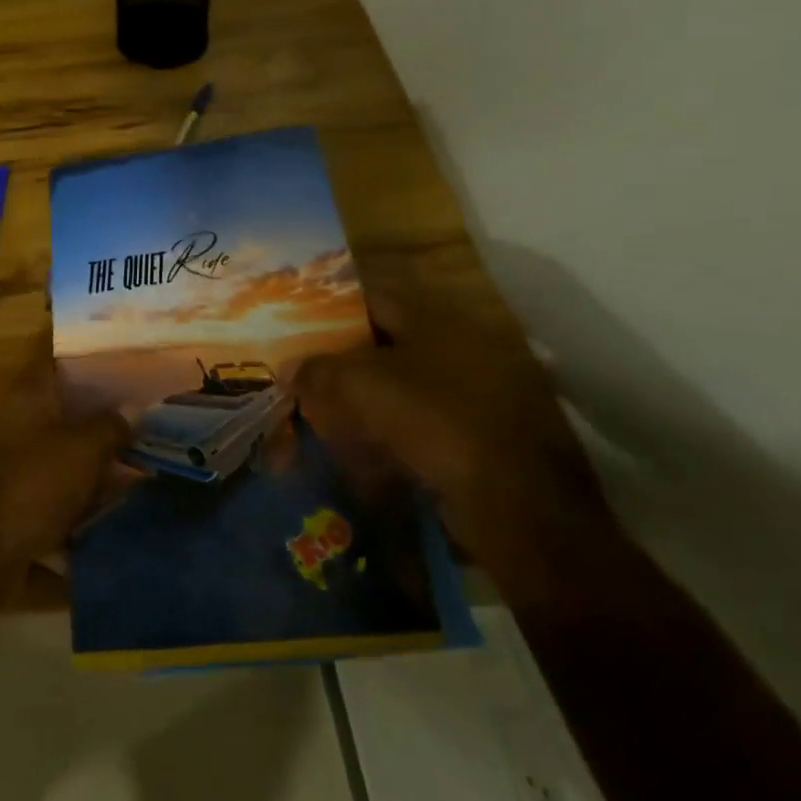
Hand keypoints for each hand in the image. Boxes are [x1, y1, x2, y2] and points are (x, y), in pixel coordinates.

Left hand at [0, 350, 131, 586]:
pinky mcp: (21, 493)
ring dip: (98, 447)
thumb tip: (134, 408)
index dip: (89, 350)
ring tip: (143, 447)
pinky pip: (61, 479)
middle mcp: (21, 417)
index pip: (57, 355)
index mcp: (30, 394)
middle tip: (148, 404)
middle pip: (67, 401)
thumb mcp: (83, 450)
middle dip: (104, 404)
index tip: (124, 351)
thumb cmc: (33, 484)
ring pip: (66, 442)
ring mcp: (18, 456)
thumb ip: (111, 425)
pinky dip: (86, 484)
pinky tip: (119, 492)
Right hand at [292, 290, 617, 568]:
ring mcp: (474, 393)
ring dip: (365, 399)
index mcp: (435, 321)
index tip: (299, 326)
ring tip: (325, 415)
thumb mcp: (361, 385)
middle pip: (386, 345)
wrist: (512, 499)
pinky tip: (362, 449)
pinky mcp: (478, 436)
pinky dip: (390, 432)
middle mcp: (459, 348)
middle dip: (345, 360)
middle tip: (306, 374)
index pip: (372, 301)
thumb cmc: (432, 419)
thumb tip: (289, 368)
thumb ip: (318, 369)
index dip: (333, 310)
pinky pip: (421, 424)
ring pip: (402, 387)